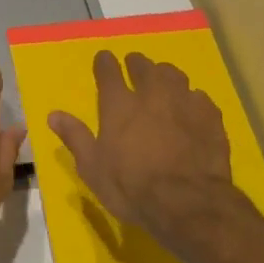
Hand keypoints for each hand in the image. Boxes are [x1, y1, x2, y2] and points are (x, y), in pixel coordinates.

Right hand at [47, 50, 239, 238]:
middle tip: (134, 68)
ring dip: (165, 75)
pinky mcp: (210, 117)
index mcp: (118, 104)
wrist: (188, 203)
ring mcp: (183, 102)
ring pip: (173, 74)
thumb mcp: (93, 168)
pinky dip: (192, 100)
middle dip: (136, 63)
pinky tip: (191, 110)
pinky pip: (199, 97)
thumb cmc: (131, 187)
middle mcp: (150, 94)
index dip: (104, 62)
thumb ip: (75, 137)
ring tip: (163, 83)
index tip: (104, 60)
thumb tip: (54, 115)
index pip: (108, 70)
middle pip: (143, 65)